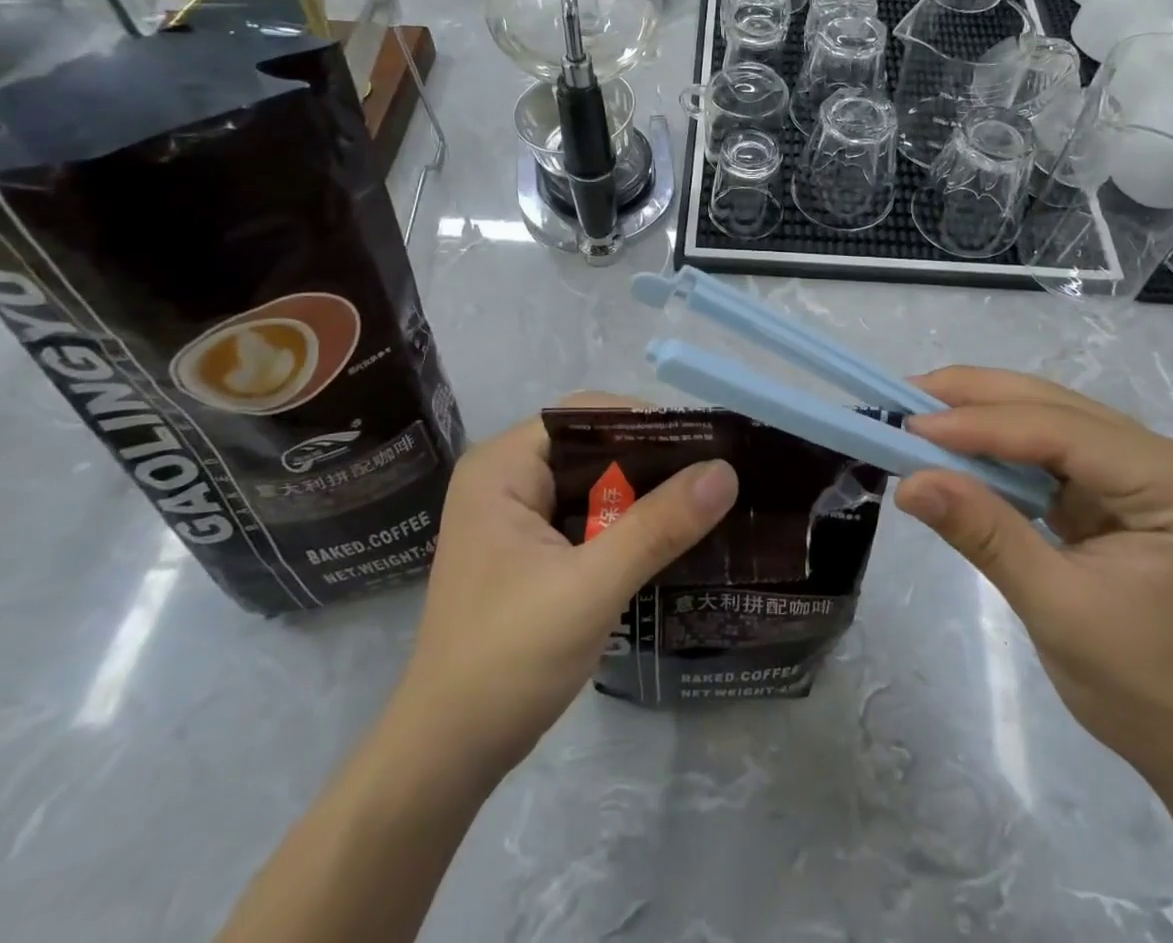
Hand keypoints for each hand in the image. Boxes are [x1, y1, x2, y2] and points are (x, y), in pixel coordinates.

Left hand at [397, 396, 737, 778]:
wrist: (447, 757)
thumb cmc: (507, 660)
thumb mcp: (590, 587)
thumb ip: (658, 526)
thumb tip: (725, 471)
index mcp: (502, 466)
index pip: (585, 415)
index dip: (646, 422)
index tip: (704, 444)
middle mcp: (505, 477)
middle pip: (591, 445)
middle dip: (651, 460)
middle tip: (715, 475)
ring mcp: (515, 515)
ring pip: (593, 481)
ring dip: (643, 492)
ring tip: (705, 499)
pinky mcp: (529, 549)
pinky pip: (587, 515)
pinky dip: (627, 521)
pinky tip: (670, 535)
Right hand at [894, 368, 1172, 790]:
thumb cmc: (1143, 690)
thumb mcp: (1057, 608)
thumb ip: (985, 534)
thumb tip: (909, 483)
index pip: (1065, 432)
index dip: (983, 425)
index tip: (910, 427)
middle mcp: (1169, 460)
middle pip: (1058, 408)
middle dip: (977, 399)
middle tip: (904, 398)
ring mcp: (1148, 470)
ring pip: (1052, 418)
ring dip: (984, 414)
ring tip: (919, 411)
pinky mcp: (1122, 486)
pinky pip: (1052, 449)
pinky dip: (1001, 445)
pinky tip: (959, 441)